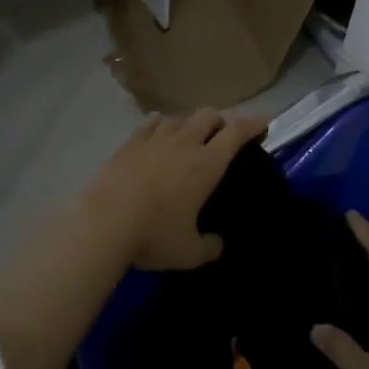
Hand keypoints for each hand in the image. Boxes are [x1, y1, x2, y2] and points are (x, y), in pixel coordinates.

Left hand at [75, 110, 268, 270]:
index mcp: (206, 164)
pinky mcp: (129, 143)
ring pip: (179, 117)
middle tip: (222, 135)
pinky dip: (160, 125)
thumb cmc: (153, 236)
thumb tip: (217, 244)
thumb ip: (209, 247)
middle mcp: (184, 143)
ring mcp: (154, 139)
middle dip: (220, 121)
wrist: (103, 222)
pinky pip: (150, 124)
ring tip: (188, 137)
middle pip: (208, 115)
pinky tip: (158, 133)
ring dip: (189, 124)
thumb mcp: (188, 253)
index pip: (236, 132)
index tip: (264, 120)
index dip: (253, 123)